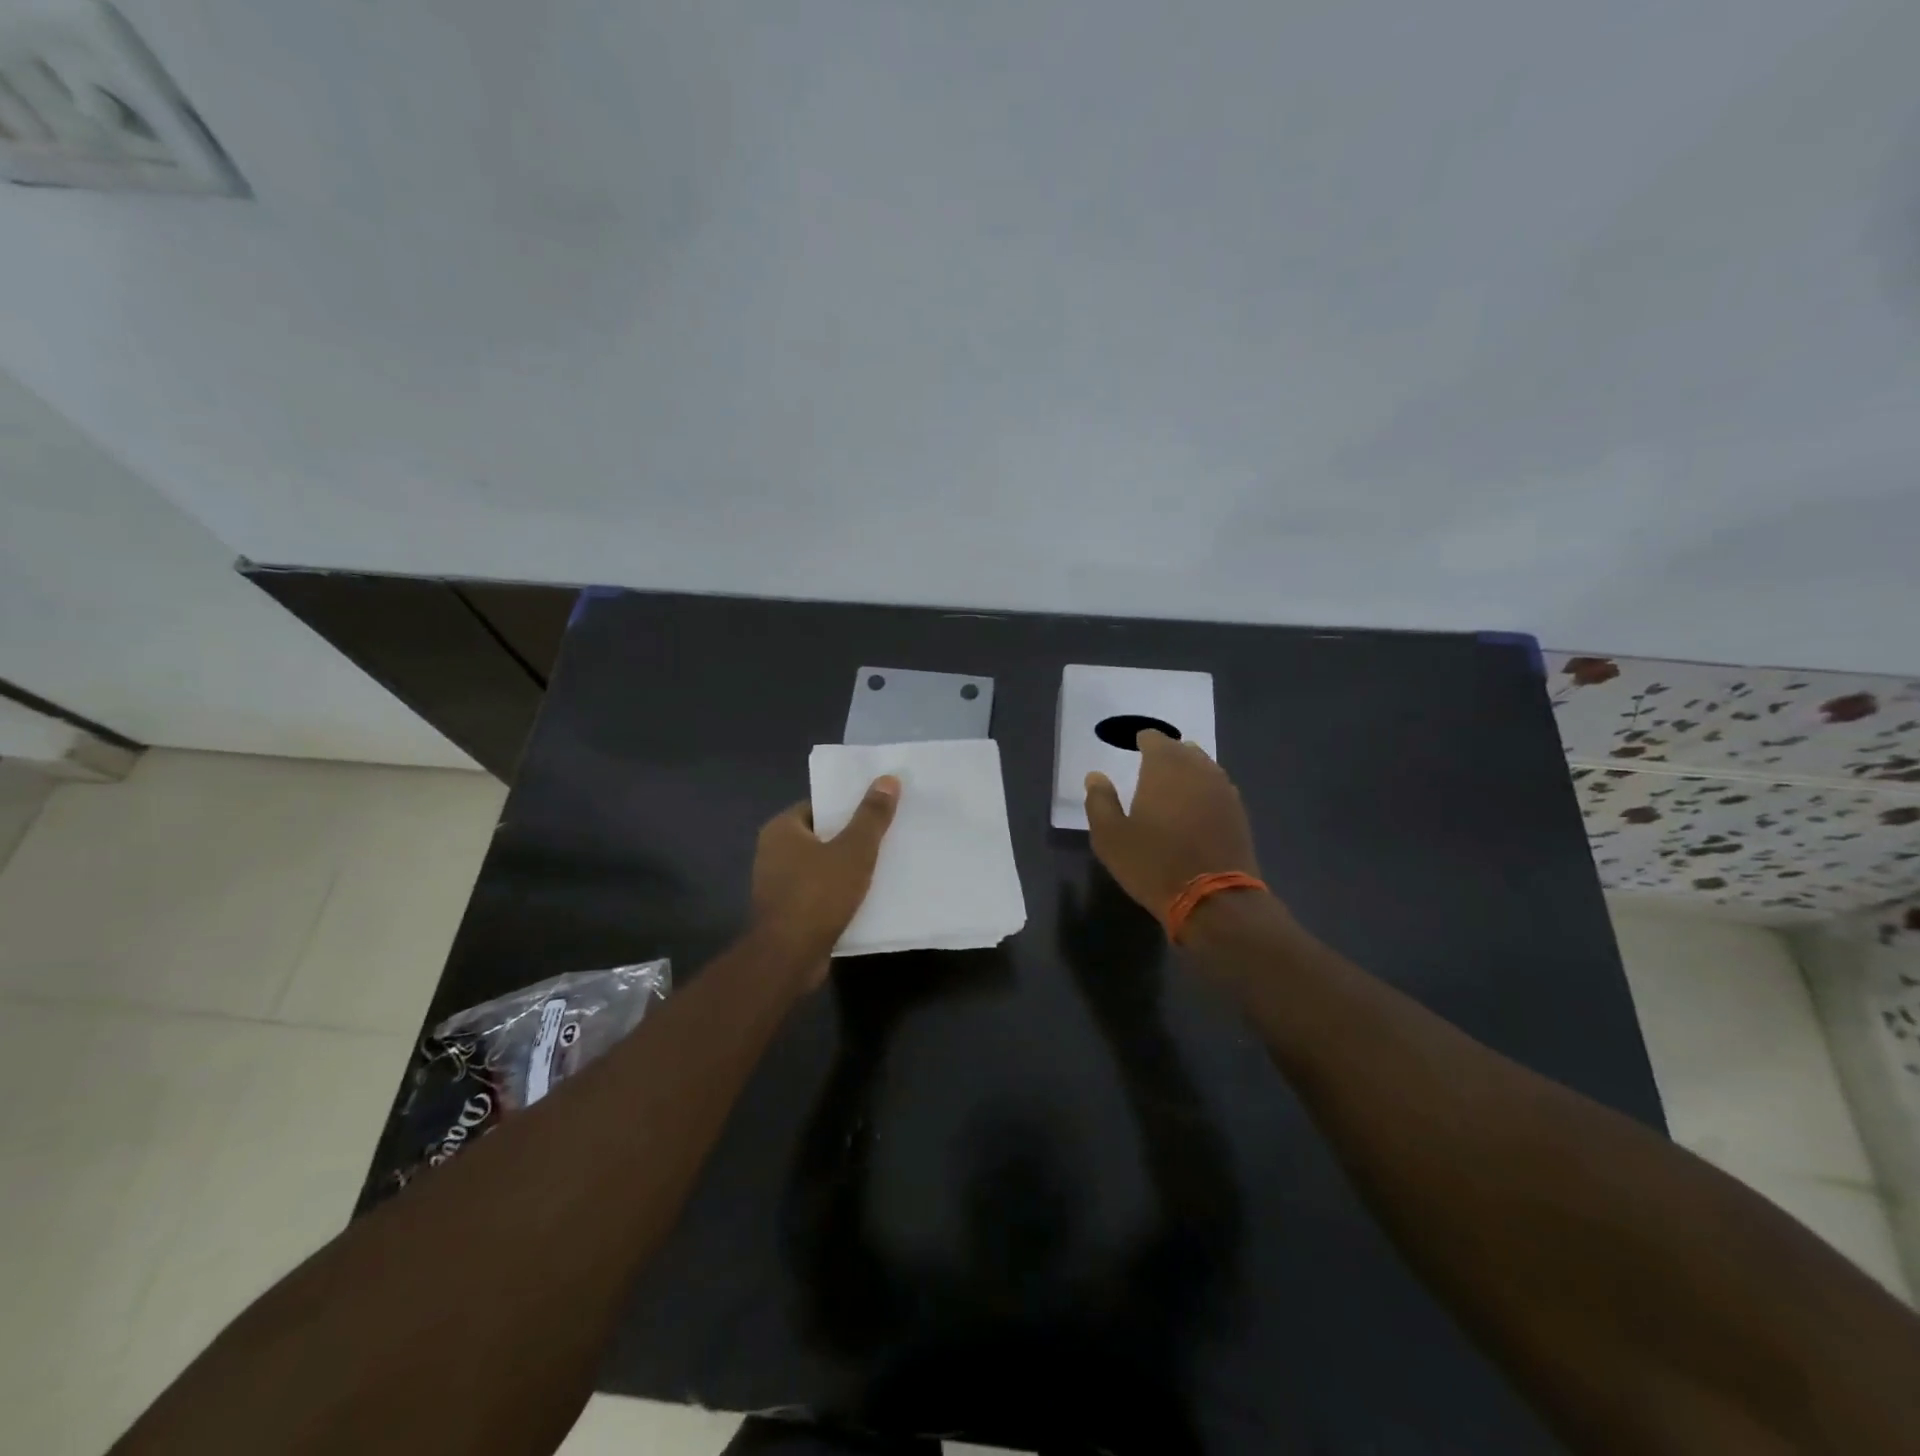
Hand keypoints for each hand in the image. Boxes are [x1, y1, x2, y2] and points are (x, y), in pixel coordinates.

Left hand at [751, 776, 901, 983]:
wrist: (789, 957)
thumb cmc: (818, 894)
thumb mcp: (854, 850)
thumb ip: (871, 815)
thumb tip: (888, 778)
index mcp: (781, 829)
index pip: (819, 806)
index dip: (848, 808)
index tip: (877, 811)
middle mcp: (772, 852)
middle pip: (821, 836)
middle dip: (851, 838)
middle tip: (886, 837)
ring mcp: (777, 885)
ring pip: (821, 867)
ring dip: (846, 868)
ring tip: (882, 866)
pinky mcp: (786, 912)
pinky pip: (818, 893)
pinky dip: (838, 893)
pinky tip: (865, 897)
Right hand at [1084, 731, 1260, 918]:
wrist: (1213, 899)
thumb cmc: (1153, 863)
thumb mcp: (1110, 836)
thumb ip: (1100, 801)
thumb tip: (1096, 776)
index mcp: (1165, 767)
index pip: (1154, 738)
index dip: (1142, 741)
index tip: (1132, 750)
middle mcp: (1198, 769)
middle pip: (1182, 749)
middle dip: (1166, 755)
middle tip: (1149, 770)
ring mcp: (1223, 790)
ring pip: (1204, 766)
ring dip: (1187, 771)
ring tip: (1172, 788)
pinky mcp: (1239, 812)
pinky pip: (1218, 788)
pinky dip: (1204, 791)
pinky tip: (1194, 809)